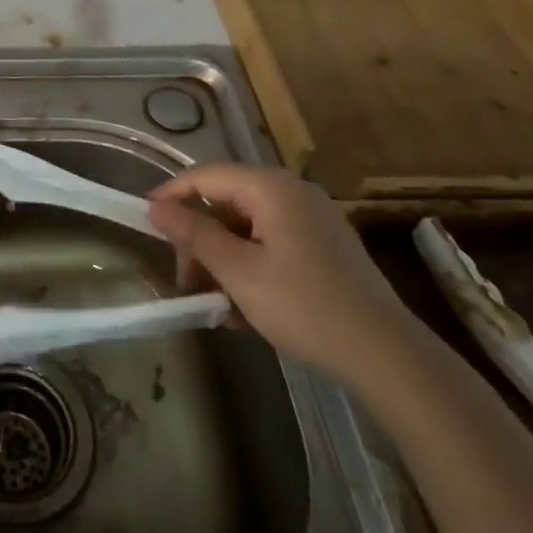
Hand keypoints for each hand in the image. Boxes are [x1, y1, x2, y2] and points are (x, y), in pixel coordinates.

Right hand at [146, 163, 420, 385]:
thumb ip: (194, 234)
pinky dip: (251, 266)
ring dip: (224, 258)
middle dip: (200, 238)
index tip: (145, 222)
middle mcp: (293, 192)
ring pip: (248, 226)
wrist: (387, 356)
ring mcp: (313, 219)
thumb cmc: (304, 306)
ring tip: (215, 302)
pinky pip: (272, 243)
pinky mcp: (326, 247)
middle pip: (227, 201)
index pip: (206, 176)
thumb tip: (155, 207)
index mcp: (271, 188)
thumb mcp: (238, 271)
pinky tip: (245, 307)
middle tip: (185, 279)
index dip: (172, 194)